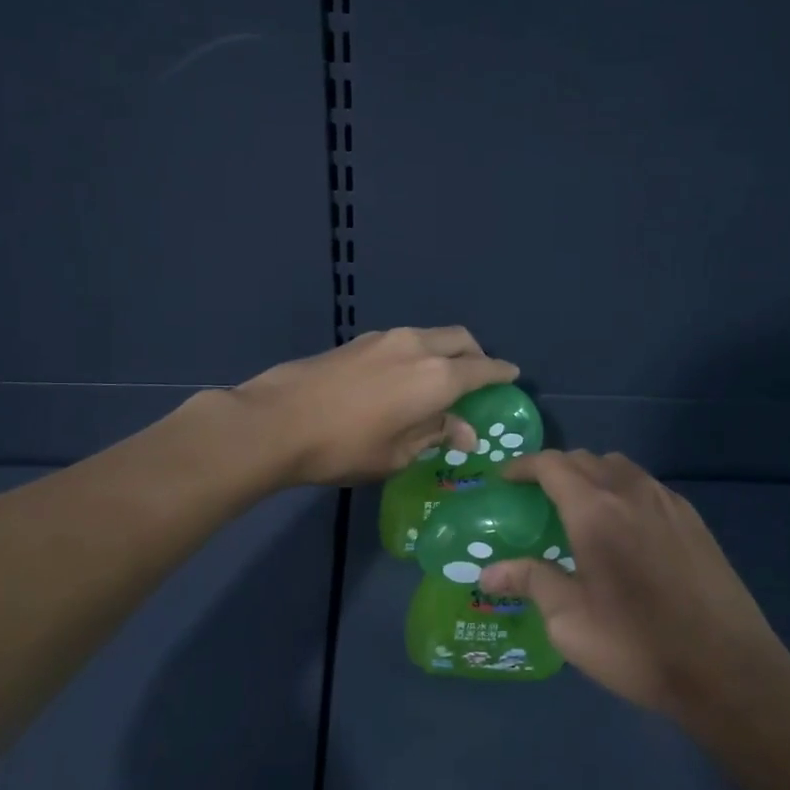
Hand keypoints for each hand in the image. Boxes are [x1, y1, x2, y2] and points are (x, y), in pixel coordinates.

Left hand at [232, 326, 517, 485]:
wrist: (276, 421)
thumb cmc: (344, 447)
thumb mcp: (397, 453)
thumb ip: (436, 434)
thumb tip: (465, 431)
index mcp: (436, 377)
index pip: (483, 370)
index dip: (501, 374)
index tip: (512, 377)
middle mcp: (417, 347)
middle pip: (460, 340)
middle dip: (476, 356)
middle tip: (476, 380)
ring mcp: (385, 339)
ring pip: (430, 336)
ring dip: (444, 352)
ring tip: (438, 381)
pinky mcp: (359, 341)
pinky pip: (404, 341)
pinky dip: (417, 353)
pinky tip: (402, 378)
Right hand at [480, 450, 789, 723]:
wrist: (729, 671)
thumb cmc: (637, 646)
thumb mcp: (570, 622)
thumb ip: (530, 583)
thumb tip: (488, 572)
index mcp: (595, 510)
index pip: (552, 465)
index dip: (523, 466)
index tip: (505, 479)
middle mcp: (631, 492)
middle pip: (586, 460)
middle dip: (556, 469)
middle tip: (537, 498)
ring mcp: (668, 503)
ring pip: (620, 468)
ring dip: (592, 476)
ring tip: (580, 509)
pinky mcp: (694, 521)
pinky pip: (647, 487)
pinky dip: (623, 491)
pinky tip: (625, 529)